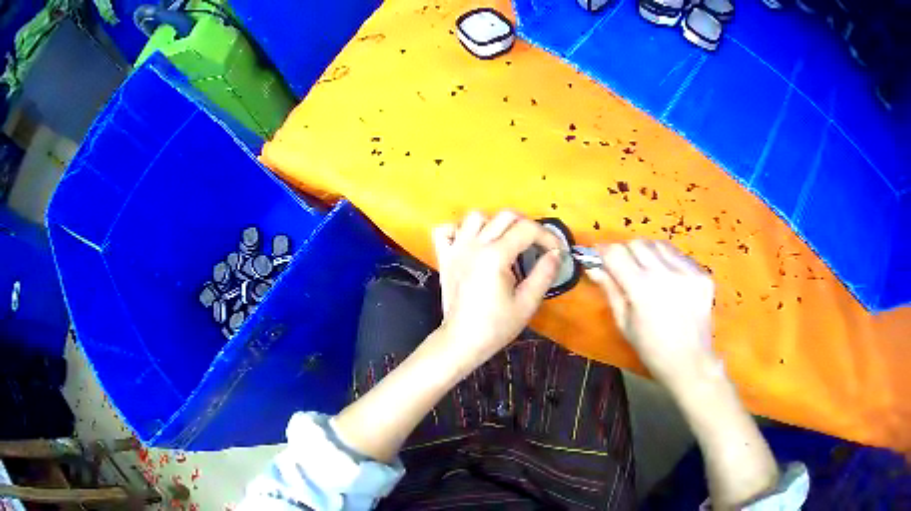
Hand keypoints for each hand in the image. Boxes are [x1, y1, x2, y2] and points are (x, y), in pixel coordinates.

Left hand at [431, 211, 560, 372]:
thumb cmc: (495, 327)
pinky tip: (471, 243)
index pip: (527, 229)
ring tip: (504, 243)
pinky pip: (446, 230)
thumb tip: (556, 254)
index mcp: (496, 256)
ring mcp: (456, 249)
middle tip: (536, 246)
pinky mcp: (444, 257)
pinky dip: (459, 230)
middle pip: (505, 216)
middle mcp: (474, 245)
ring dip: (494, 224)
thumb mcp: (527, 303)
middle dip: (527, 226)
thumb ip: (544, 274)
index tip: (556, 251)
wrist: (462, 341)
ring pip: (476, 217)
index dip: (547, 236)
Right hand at [587, 240, 719, 389]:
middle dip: (625, 252)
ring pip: (659, 244)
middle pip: (637, 243)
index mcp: (642, 288)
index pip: (616, 252)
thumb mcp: (624, 323)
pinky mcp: (702, 274)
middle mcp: (666, 273)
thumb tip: (594, 268)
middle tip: (624, 268)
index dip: (603, 252)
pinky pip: (679, 256)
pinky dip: (669, 261)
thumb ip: (610, 290)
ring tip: (648, 272)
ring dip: (648, 253)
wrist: (690, 363)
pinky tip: (669, 280)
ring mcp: (688, 272)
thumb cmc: (652, 350)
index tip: (599, 257)